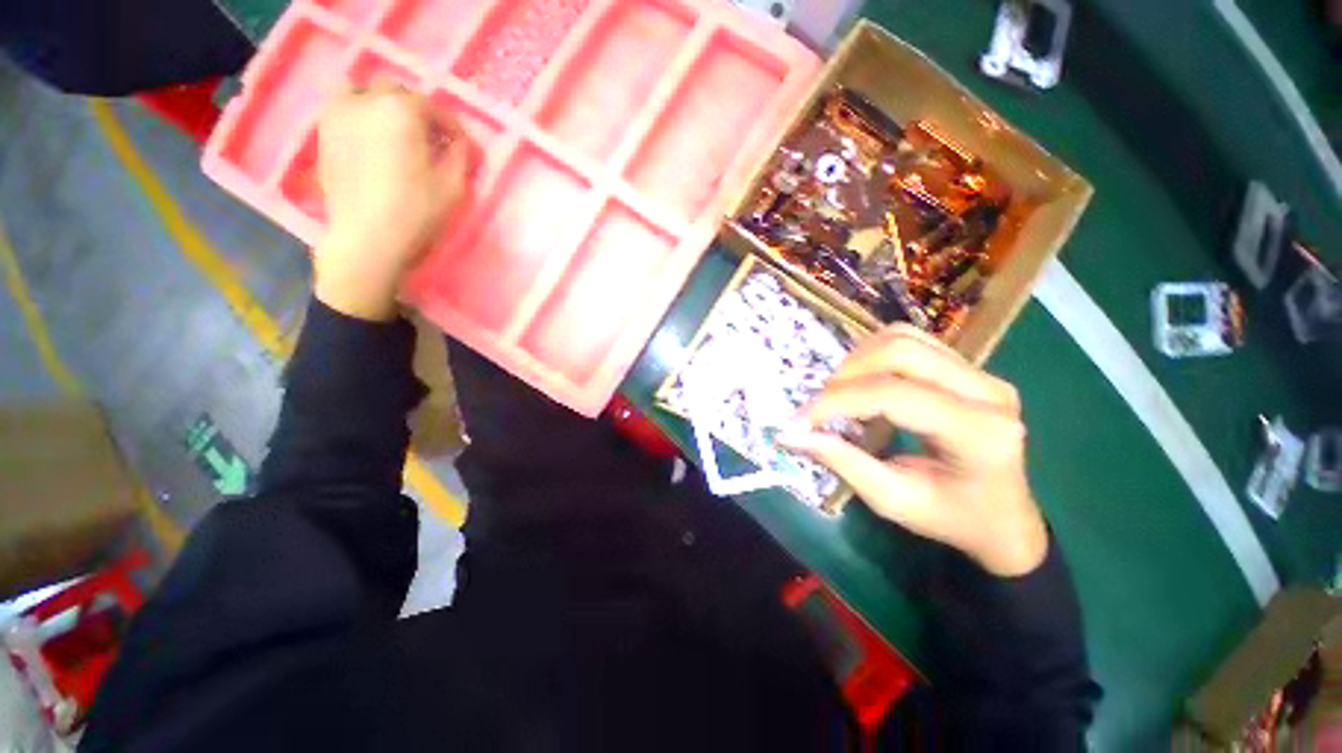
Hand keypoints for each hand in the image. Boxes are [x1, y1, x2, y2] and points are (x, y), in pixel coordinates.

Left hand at [313, 84, 472, 320]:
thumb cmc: (416, 212)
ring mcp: (338, 114)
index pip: (433, 107)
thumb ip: (459, 156)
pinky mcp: (322, 134)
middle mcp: (366, 101)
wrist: (367, 239)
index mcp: (401, 110)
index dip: (451, 127)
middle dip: (417, 111)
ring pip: (361, 91)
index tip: (461, 147)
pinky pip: (342, 110)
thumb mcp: (453, 186)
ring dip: (381, 105)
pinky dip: (359, 116)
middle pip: (395, 92)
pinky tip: (370, 141)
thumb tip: (458, 143)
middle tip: (430, 139)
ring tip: (393, 132)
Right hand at [780, 325, 1047, 576]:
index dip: (838, 402)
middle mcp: (988, 391)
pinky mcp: (970, 368)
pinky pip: (912, 341)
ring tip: (840, 394)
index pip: (894, 395)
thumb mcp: (894, 502)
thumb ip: (843, 463)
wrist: (1006, 519)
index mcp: (979, 434)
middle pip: (900, 351)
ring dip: (857, 360)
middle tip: (820, 407)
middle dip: (846, 375)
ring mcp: (983, 373)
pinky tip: (864, 382)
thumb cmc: (952, 519)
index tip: (799, 420)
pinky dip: (873, 355)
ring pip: (903, 338)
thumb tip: (791, 434)